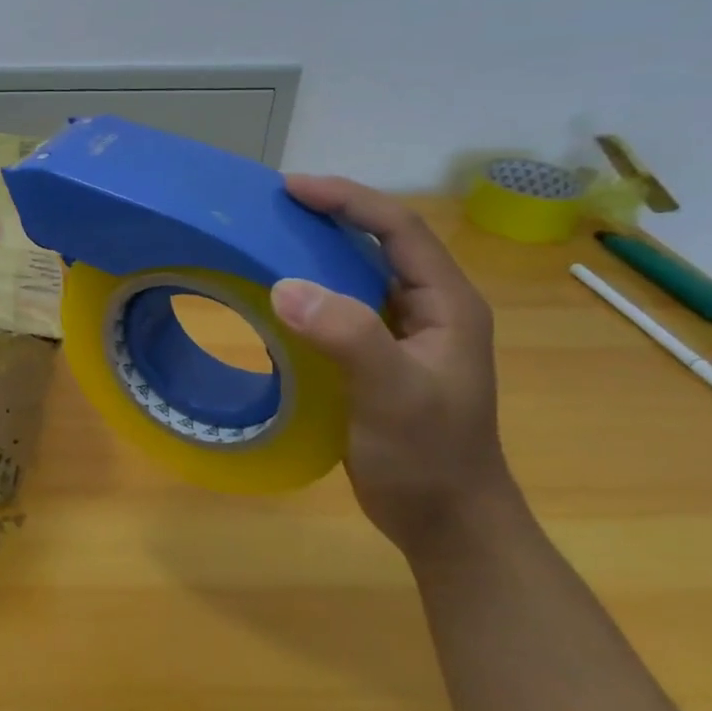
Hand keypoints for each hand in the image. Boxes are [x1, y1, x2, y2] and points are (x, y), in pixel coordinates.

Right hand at [269, 175, 517, 557]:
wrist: (446, 522)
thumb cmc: (428, 456)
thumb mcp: (392, 394)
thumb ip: (346, 335)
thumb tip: (282, 286)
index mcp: (447, 303)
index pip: (398, 228)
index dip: (347, 199)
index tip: (291, 188)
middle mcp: (428, 308)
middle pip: (378, 240)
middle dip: (328, 215)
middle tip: (270, 207)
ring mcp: (403, 334)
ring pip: (357, 272)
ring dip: (315, 250)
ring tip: (265, 239)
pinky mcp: (377, 357)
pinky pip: (340, 307)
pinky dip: (308, 291)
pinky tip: (275, 298)